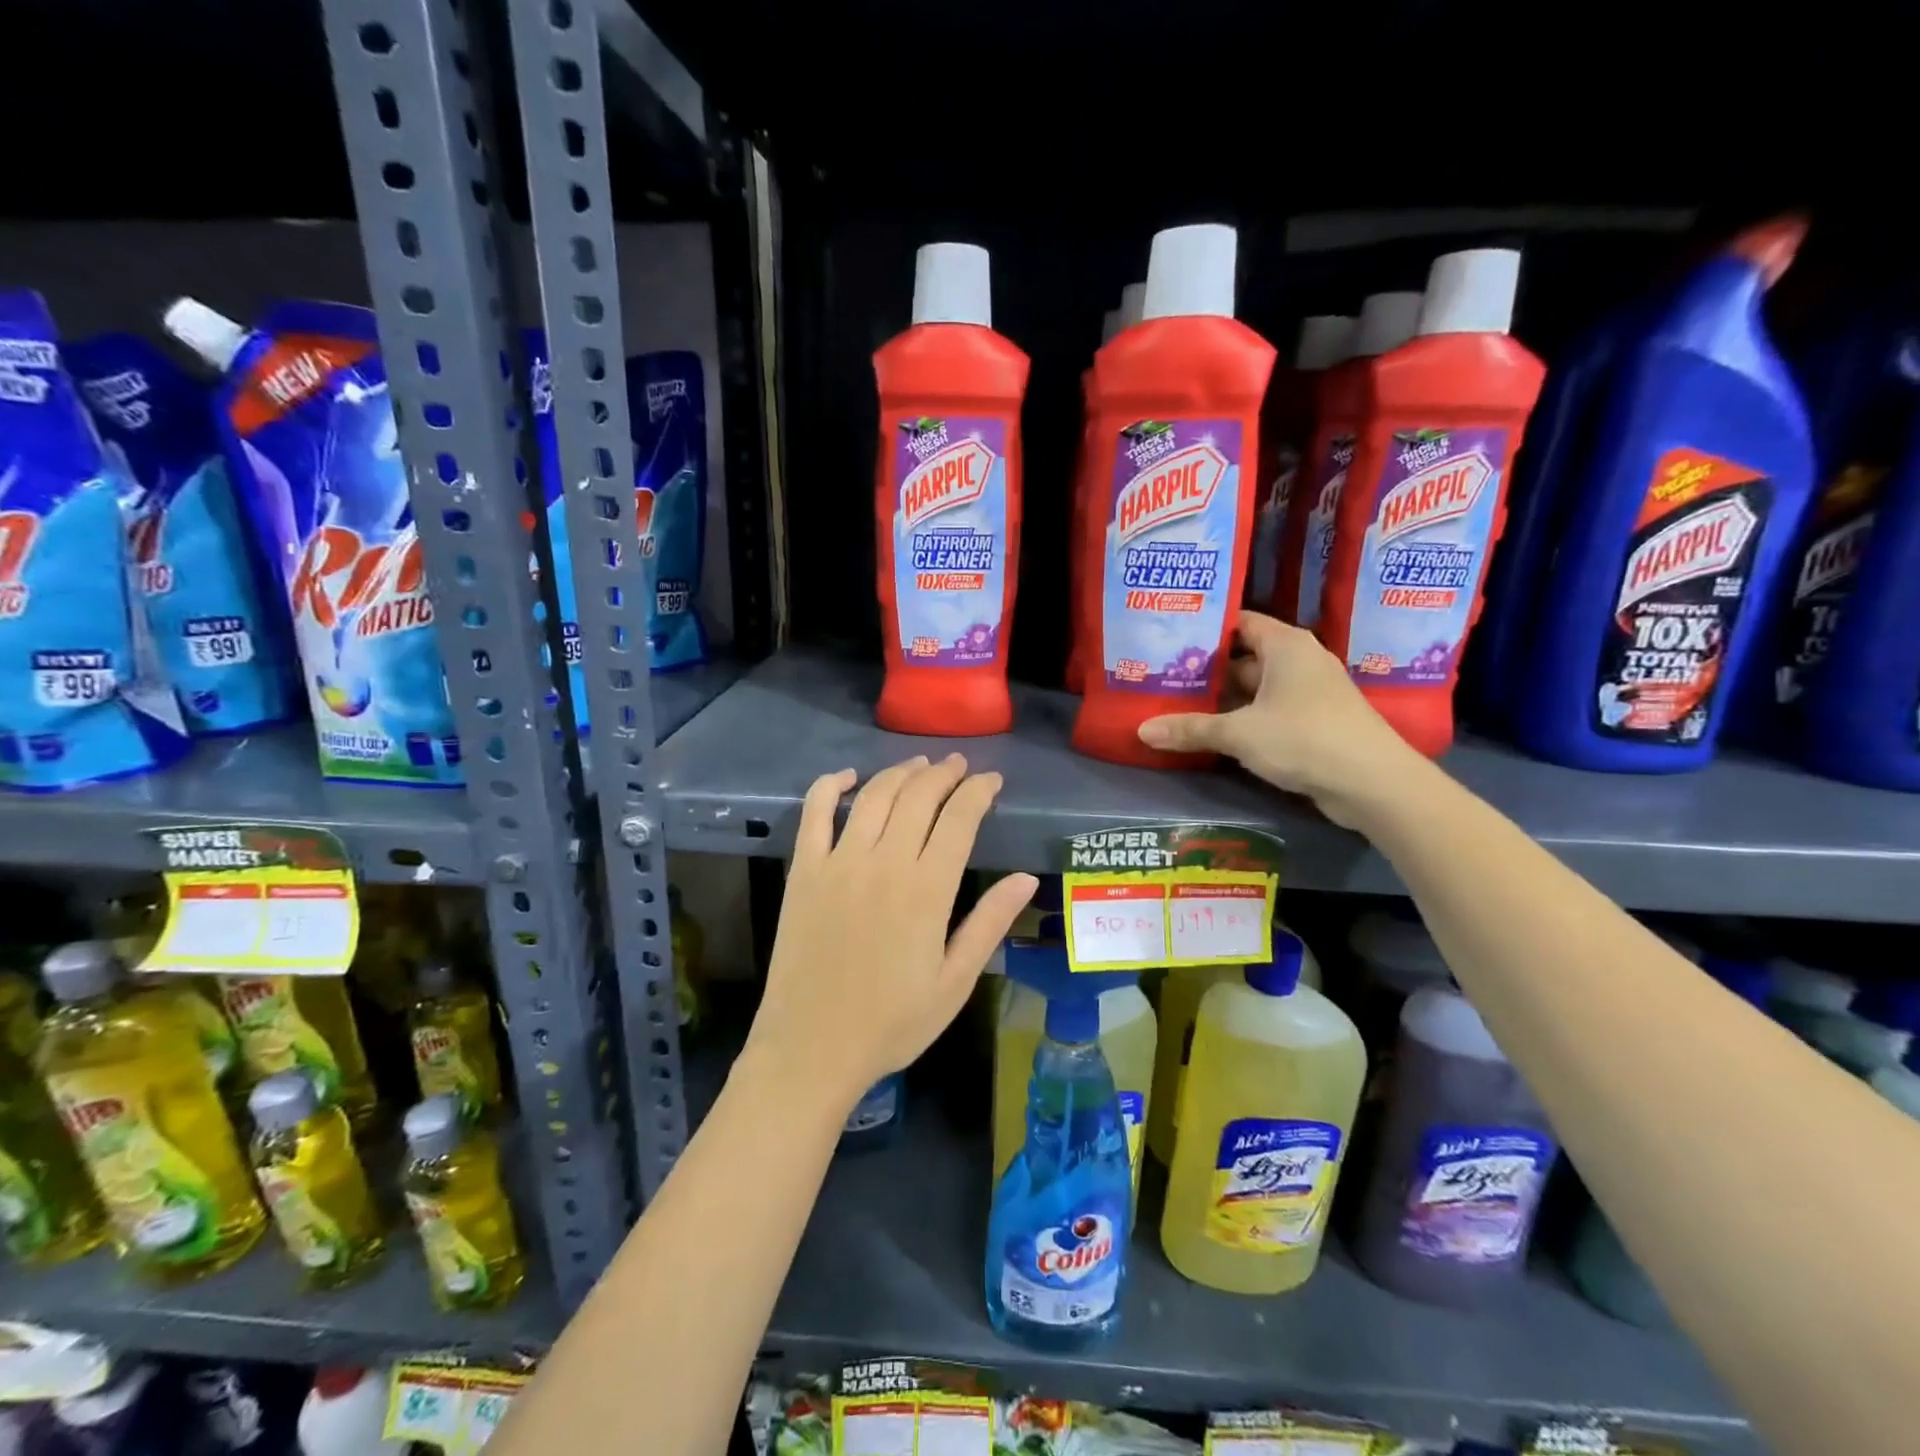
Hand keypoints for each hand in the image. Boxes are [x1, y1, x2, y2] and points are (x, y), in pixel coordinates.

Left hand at [743, 754, 1037, 1111]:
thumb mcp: (954, 982)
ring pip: (874, 796)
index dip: (978, 791)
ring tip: (920, 765)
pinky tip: (849, 776)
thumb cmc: (891, 1023)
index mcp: (927, 890)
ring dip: (900, 772)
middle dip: (944, 774)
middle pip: (918, 797)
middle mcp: (883, 862)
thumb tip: (1025, 878)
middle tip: (959, 766)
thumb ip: (989, 924)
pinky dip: (831, 785)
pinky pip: (815, 813)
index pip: (959, 819)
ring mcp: (838, 862)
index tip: (992, 781)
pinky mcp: (803, 870)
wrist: (811, 1048)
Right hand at [1137, 612, 1420, 827]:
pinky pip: (1269, 711)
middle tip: (1162, 674)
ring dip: (1223, 698)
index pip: (1239, 622)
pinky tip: (1212, 731)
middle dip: (1206, 668)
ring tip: (1177, 702)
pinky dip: (1243, 718)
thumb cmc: (1304, 738)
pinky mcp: (1314, 722)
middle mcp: (1299, 661)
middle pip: (1243, 657)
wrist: (1373, 783)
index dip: (1205, 628)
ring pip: (1255, 688)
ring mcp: (1309, 693)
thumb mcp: (1239, 733)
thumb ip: (1191, 729)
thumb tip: (1141, 731)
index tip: (1169, 637)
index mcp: (1285, 645)